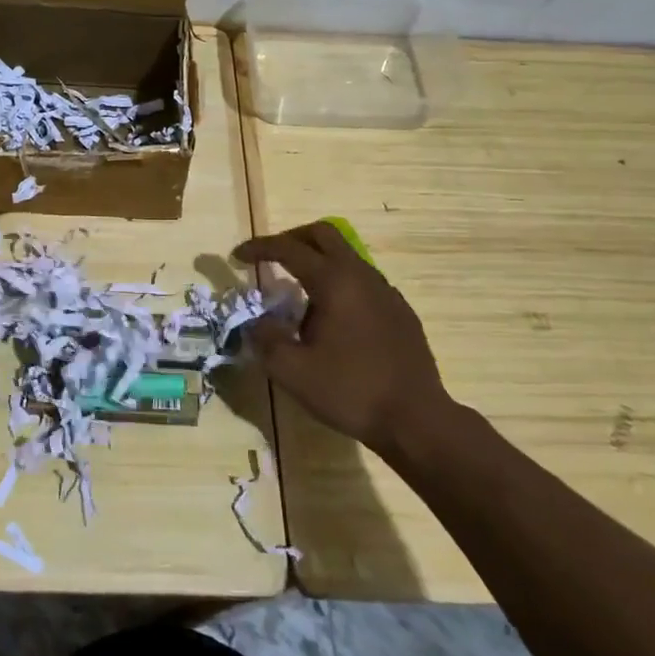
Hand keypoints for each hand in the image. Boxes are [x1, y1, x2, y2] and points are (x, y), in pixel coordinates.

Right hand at [233, 221, 461, 460]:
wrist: (417, 420)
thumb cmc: (351, 391)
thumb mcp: (292, 371)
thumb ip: (266, 340)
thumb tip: (256, 322)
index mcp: (334, 282)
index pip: (289, 249)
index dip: (260, 248)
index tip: (237, 256)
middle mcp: (362, 276)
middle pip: (323, 234)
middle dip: (292, 239)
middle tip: (270, 259)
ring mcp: (386, 292)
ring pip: (346, 256)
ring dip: (317, 262)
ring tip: (298, 296)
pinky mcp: (400, 311)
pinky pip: (362, 281)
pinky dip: (338, 283)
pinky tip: (332, 319)